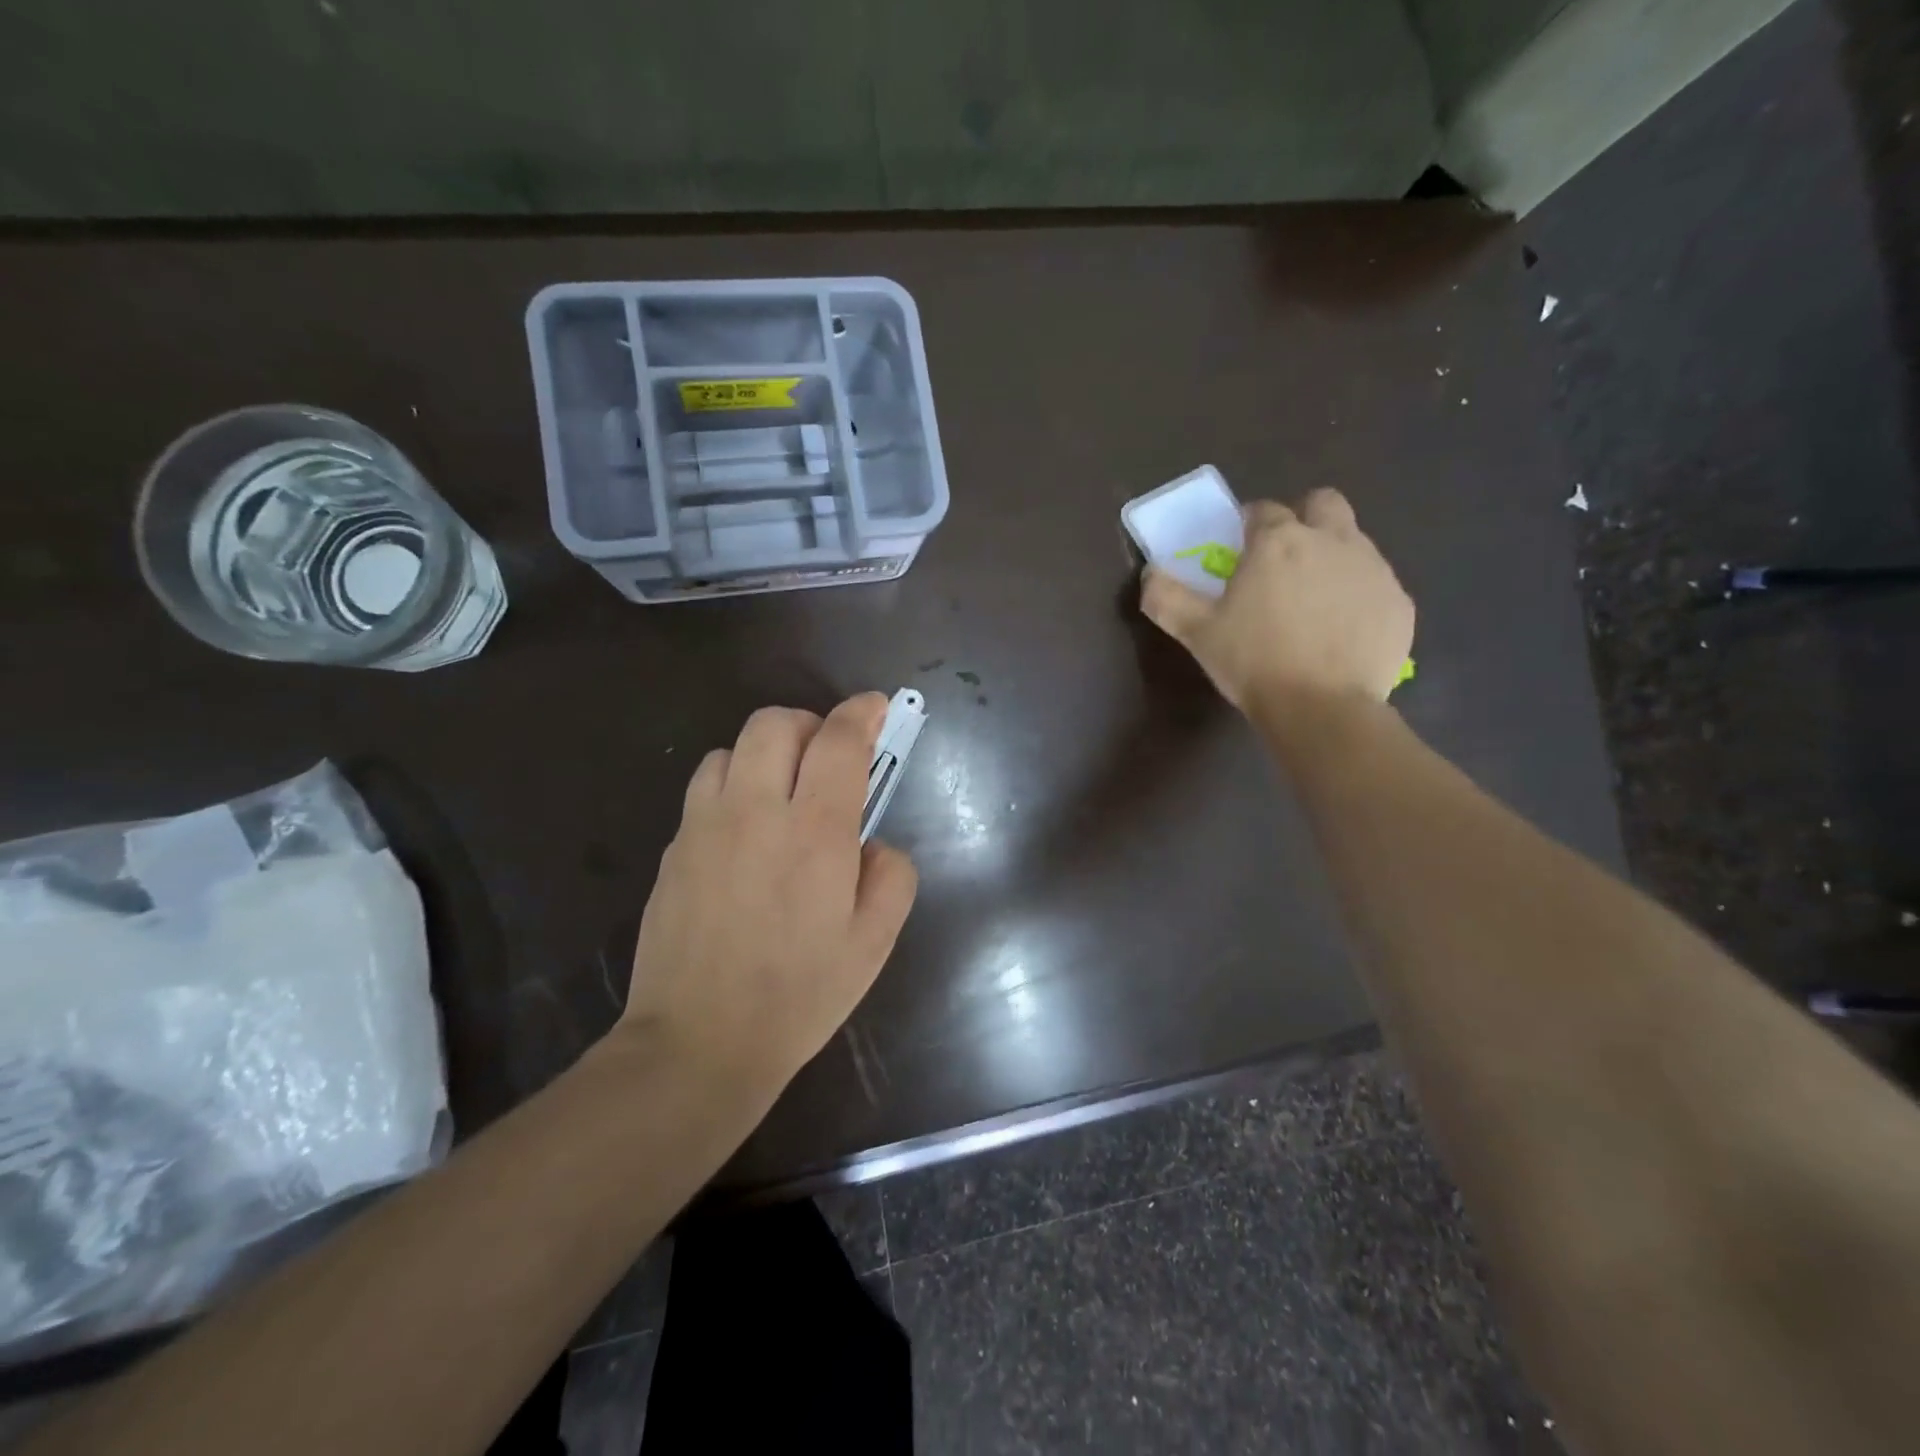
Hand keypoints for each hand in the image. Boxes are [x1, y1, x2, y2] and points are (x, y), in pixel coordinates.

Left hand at [619, 694, 917, 1091]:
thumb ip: (891, 874)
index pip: (839, 741)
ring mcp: (704, 826)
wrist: (698, 1042)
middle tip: (830, 758)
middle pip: (775, 723)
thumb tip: (871, 843)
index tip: (876, 707)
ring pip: (731, 748)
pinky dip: (733, 785)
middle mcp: (756, 811)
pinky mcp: (674, 848)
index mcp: (816, 832)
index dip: (862, 712)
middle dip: (810, 723)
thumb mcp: (875, 942)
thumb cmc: (799, 995)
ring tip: (783, 792)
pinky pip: (704, 788)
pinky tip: (745, 831)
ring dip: (766, 753)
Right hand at [1141, 488, 1413, 712]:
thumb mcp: (1196, 632)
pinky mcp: (1398, 602)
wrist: (1322, 708)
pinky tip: (1340, 631)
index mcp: (1278, 542)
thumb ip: (1166, 596)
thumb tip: (1149, 573)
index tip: (1239, 548)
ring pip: (1353, 542)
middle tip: (1284, 559)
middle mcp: (1331, 540)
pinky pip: (1376, 584)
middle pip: (1322, 503)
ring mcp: (1373, 569)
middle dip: (1303, 518)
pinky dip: (1357, 596)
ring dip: (1331, 556)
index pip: (1263, 510)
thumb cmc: (1253, 662)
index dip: (1248, 525)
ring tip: (1311, 602)